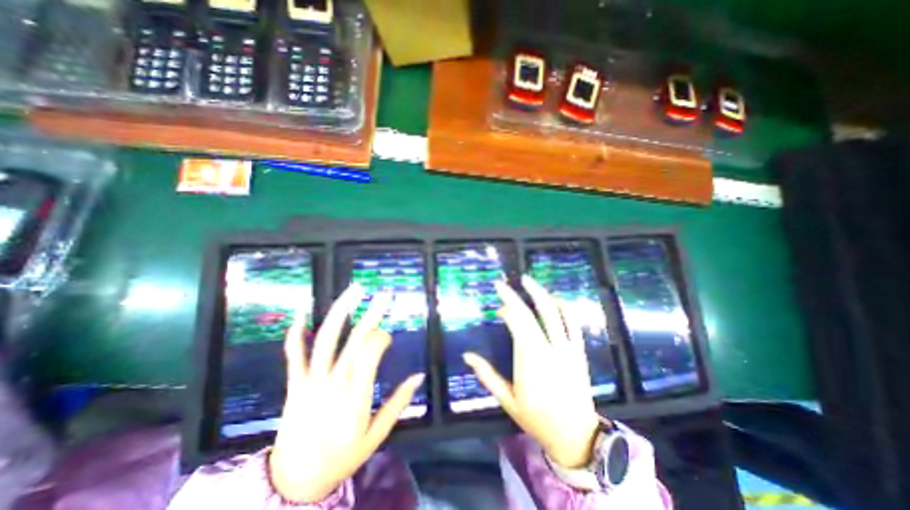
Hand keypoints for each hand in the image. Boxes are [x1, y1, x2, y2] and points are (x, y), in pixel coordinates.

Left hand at [270, 286, 427, 503]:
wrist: (293, 484)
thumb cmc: (342, 458)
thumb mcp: (377, 435)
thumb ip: (399, 402)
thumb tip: (420, 375)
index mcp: (357, 395)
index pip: (372, 351)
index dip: (382, 337)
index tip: (387, 337)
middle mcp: (335, 382)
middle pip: (356, 339)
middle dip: (373, 313)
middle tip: (385, 294)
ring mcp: (312, 381)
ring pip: (327, 339)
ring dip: (341, 311)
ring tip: (354, 291)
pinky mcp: (295, 384)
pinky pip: (294, 355)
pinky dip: (296, 333)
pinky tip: (302, 313)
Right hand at [464, 277, 601, 467]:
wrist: (575, 435)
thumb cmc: (536, 418)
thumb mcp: (507, 400)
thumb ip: (487, 375)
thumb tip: (467, 355)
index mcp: (530, 360)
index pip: (516, 324)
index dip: (506, 310)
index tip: (497, 308)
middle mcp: (549, 349)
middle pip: (532, 314)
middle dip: (516, 296)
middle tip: (504, 283)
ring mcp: (567, 349)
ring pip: (555, 313)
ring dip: (540, 294)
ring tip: (528, 281)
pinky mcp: (579, 351)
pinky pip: (574, 323)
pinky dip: (564, 307)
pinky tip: (554, 299)